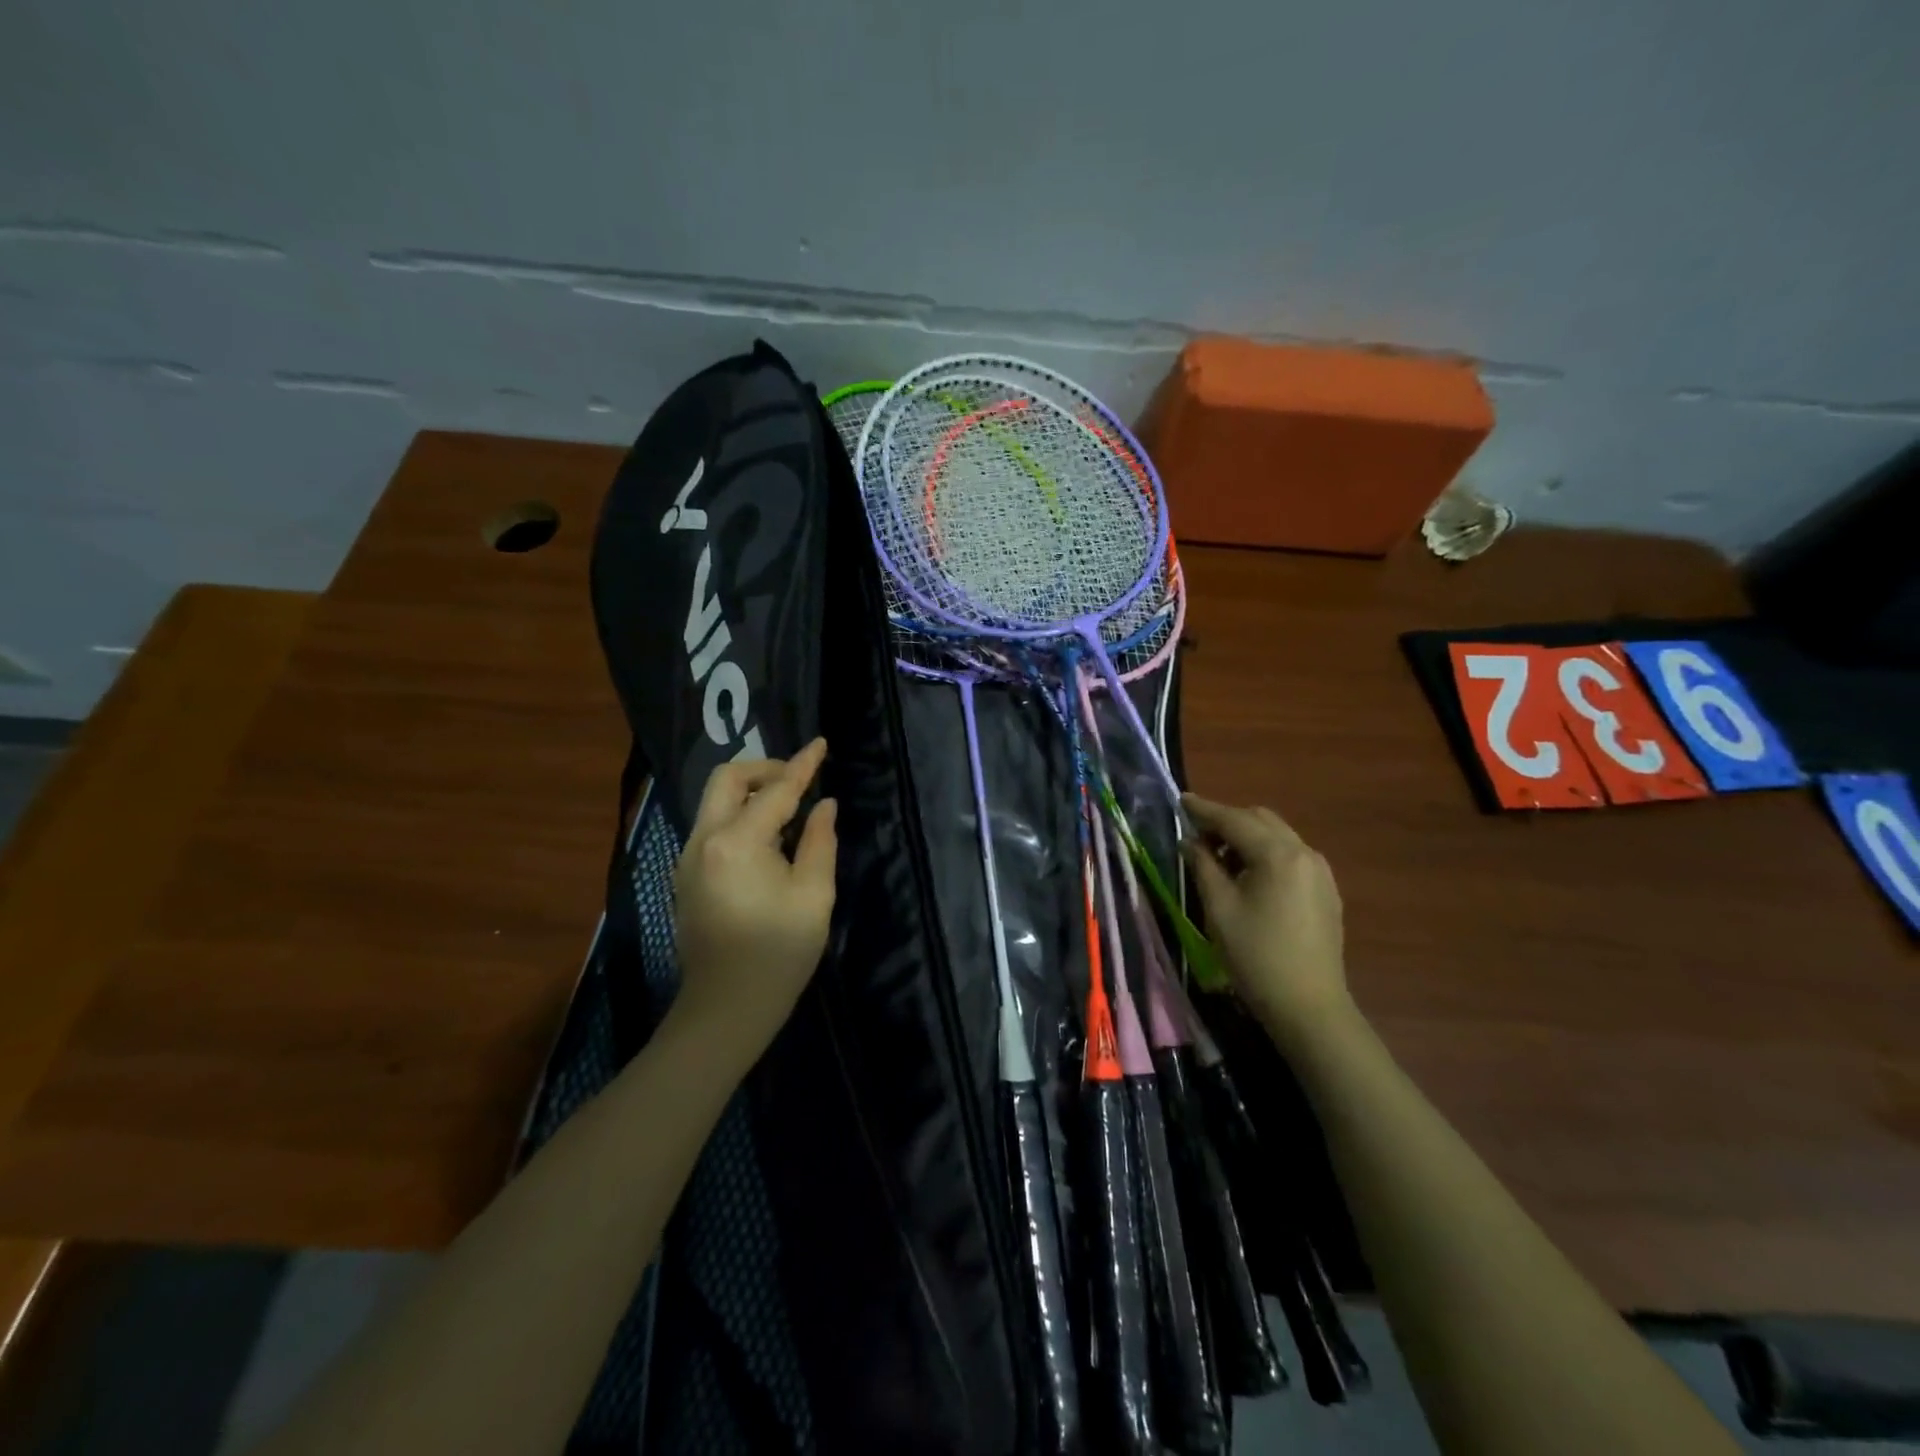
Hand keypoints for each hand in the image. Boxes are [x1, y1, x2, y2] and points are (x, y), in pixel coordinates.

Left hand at [670, 738, 836, 1063]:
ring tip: (789, 809)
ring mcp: (688, 857)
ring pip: (715, 800)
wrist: (725, 1008)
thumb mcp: (814, 896)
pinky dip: (739, 814)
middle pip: (726, 779)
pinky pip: (712, 824)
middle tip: (799, 780)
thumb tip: (825, 805)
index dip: (803, 765)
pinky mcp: (687, 874)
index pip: (776, 790)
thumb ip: (820, 841)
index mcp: (737, 842)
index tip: (821, 744)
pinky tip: (767, 838)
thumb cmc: (778, 954)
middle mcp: (704, 840)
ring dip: (750, 792)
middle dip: (764, 769)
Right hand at [1182, 795, 1349, 1042]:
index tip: (1180, 800)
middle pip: (1260, 820)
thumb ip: (1203, 865)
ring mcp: (1320, 871)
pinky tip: (1248, 876)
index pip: (1234, 819)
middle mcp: (1304, 853)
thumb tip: (1192, 841)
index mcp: (1278, 854)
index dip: (1204, 809)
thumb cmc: (1256, 956)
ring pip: (1277, 836)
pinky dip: (1265, 853)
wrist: (1309, 1007)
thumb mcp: (1219, 908)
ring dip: (1246, 837)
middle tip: (1196, 837)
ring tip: (1218, 859)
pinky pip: (1290, 856)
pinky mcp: (1326, 891)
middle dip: (1226, 821)